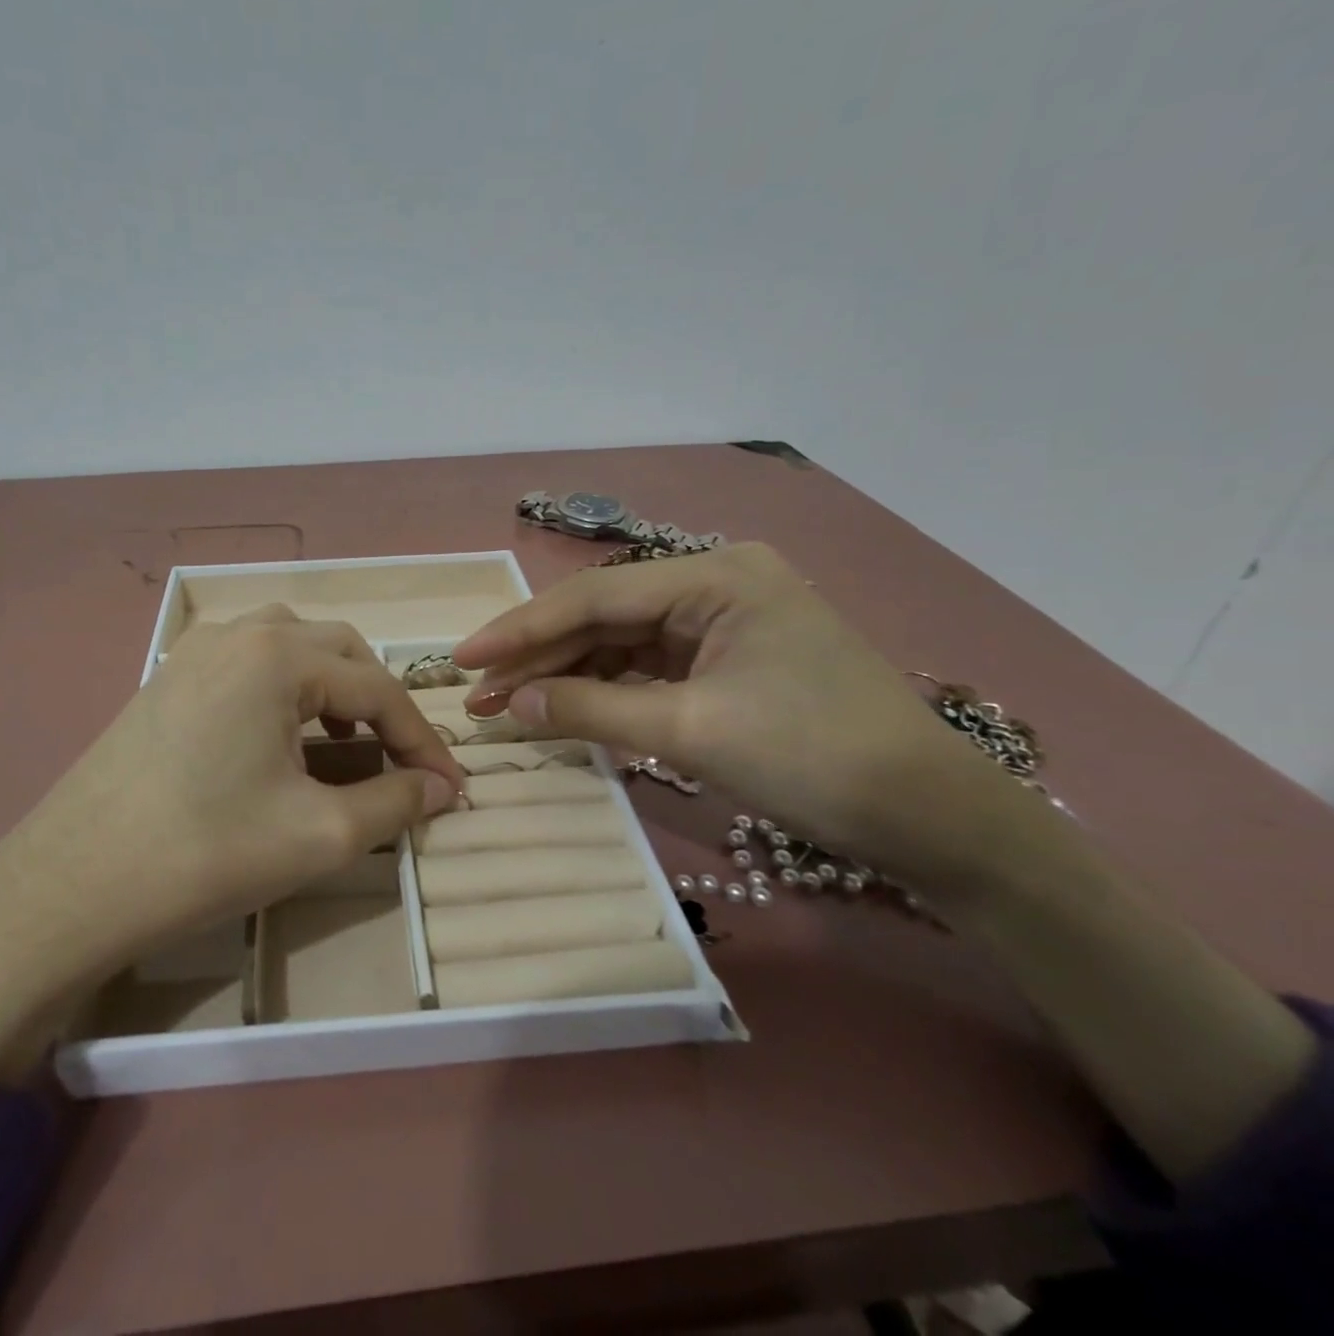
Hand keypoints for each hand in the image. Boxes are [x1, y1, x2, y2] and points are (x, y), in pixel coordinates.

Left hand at [0, 606, 461, 1083]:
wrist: (70, 887)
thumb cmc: (205, 854)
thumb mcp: (320, 835)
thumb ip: (395, 803)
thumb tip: (442, 790)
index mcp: (278, 654)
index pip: (378, 688)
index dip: (422, 740)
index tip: (451, 787)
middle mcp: (238, 632)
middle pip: (339, 651)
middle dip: (381, 704)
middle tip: (401, 759)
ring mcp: (194, 651)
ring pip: (291, 646)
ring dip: (333, 687)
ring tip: (347, 741)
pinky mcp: (167, 678)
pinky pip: (248, 662)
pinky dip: (286, 688)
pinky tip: (283, 735)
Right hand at [470, 548, 1319, 1195]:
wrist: (933, 818)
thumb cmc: (816, 758)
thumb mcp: (691, 731)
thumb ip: (591, 708)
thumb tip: (511, 702)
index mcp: (716, 577)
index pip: (595, 597)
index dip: (521, 629)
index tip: (463, 658)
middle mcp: (717, 583)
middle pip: (605, 616)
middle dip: (539, 655)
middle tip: (478, 690)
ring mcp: (725, 621)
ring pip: (622, 642)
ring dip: (567, 673)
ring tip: (508, 704)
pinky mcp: (730, 659)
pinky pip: (649, 666)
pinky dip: (606, 688)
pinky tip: (566, 706)